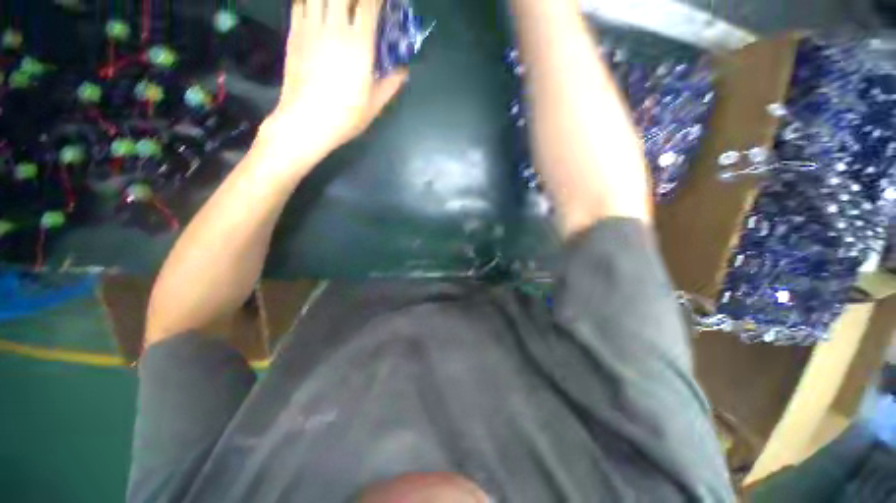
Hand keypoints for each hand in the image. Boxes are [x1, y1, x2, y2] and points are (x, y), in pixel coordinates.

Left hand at [260, 0, 407, 166]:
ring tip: (338, 10)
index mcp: (358, 45)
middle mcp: (334, 28)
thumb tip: (403, 71)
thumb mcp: (375, 105)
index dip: (377, 0)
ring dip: (332, 0)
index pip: (369, 4)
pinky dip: (310, 2)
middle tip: (359, 8)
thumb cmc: (345, 116)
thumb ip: (391, 84)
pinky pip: (300, 3)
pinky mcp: (293, 33)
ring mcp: (310, 28)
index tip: (381, 4)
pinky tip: (317, 11)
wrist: (306, 121)